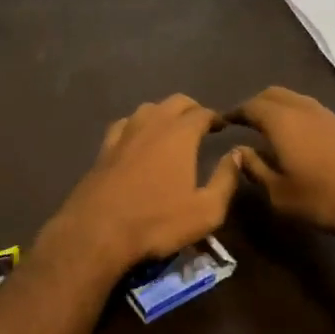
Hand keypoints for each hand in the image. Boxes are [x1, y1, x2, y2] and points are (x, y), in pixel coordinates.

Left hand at [34, 95, 238, 277]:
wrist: (97, 231)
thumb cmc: (157, 222)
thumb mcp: (206, 211)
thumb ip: (226, 180)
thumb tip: (237, 155)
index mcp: (180, 134)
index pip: (202, 113)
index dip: (215, 117)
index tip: (222, 126)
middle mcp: (152, 124)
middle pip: (175, 102)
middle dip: (192, 109)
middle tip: (201, 124)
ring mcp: (124, 134)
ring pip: (148, 108)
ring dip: (164, 113)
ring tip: (172, 129)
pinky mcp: (104, 148)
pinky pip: (125, 124)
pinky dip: (137, 124)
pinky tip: (137, 138)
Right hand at [228, 87, 334, 230]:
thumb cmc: (324, 196)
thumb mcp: (280, 193)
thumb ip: (255, 169)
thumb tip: (238, 152)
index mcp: (280, 121)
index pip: (249, 106)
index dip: (233, 113)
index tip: (220, 123)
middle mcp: (301, 108)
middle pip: (272, 94)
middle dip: (254, 104)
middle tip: (243, 123)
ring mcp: (325, 113)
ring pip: (292, 99)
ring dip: (276, 108)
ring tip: (267, 129)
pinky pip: (309, 109)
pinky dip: (294, 115)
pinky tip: (295, 137)